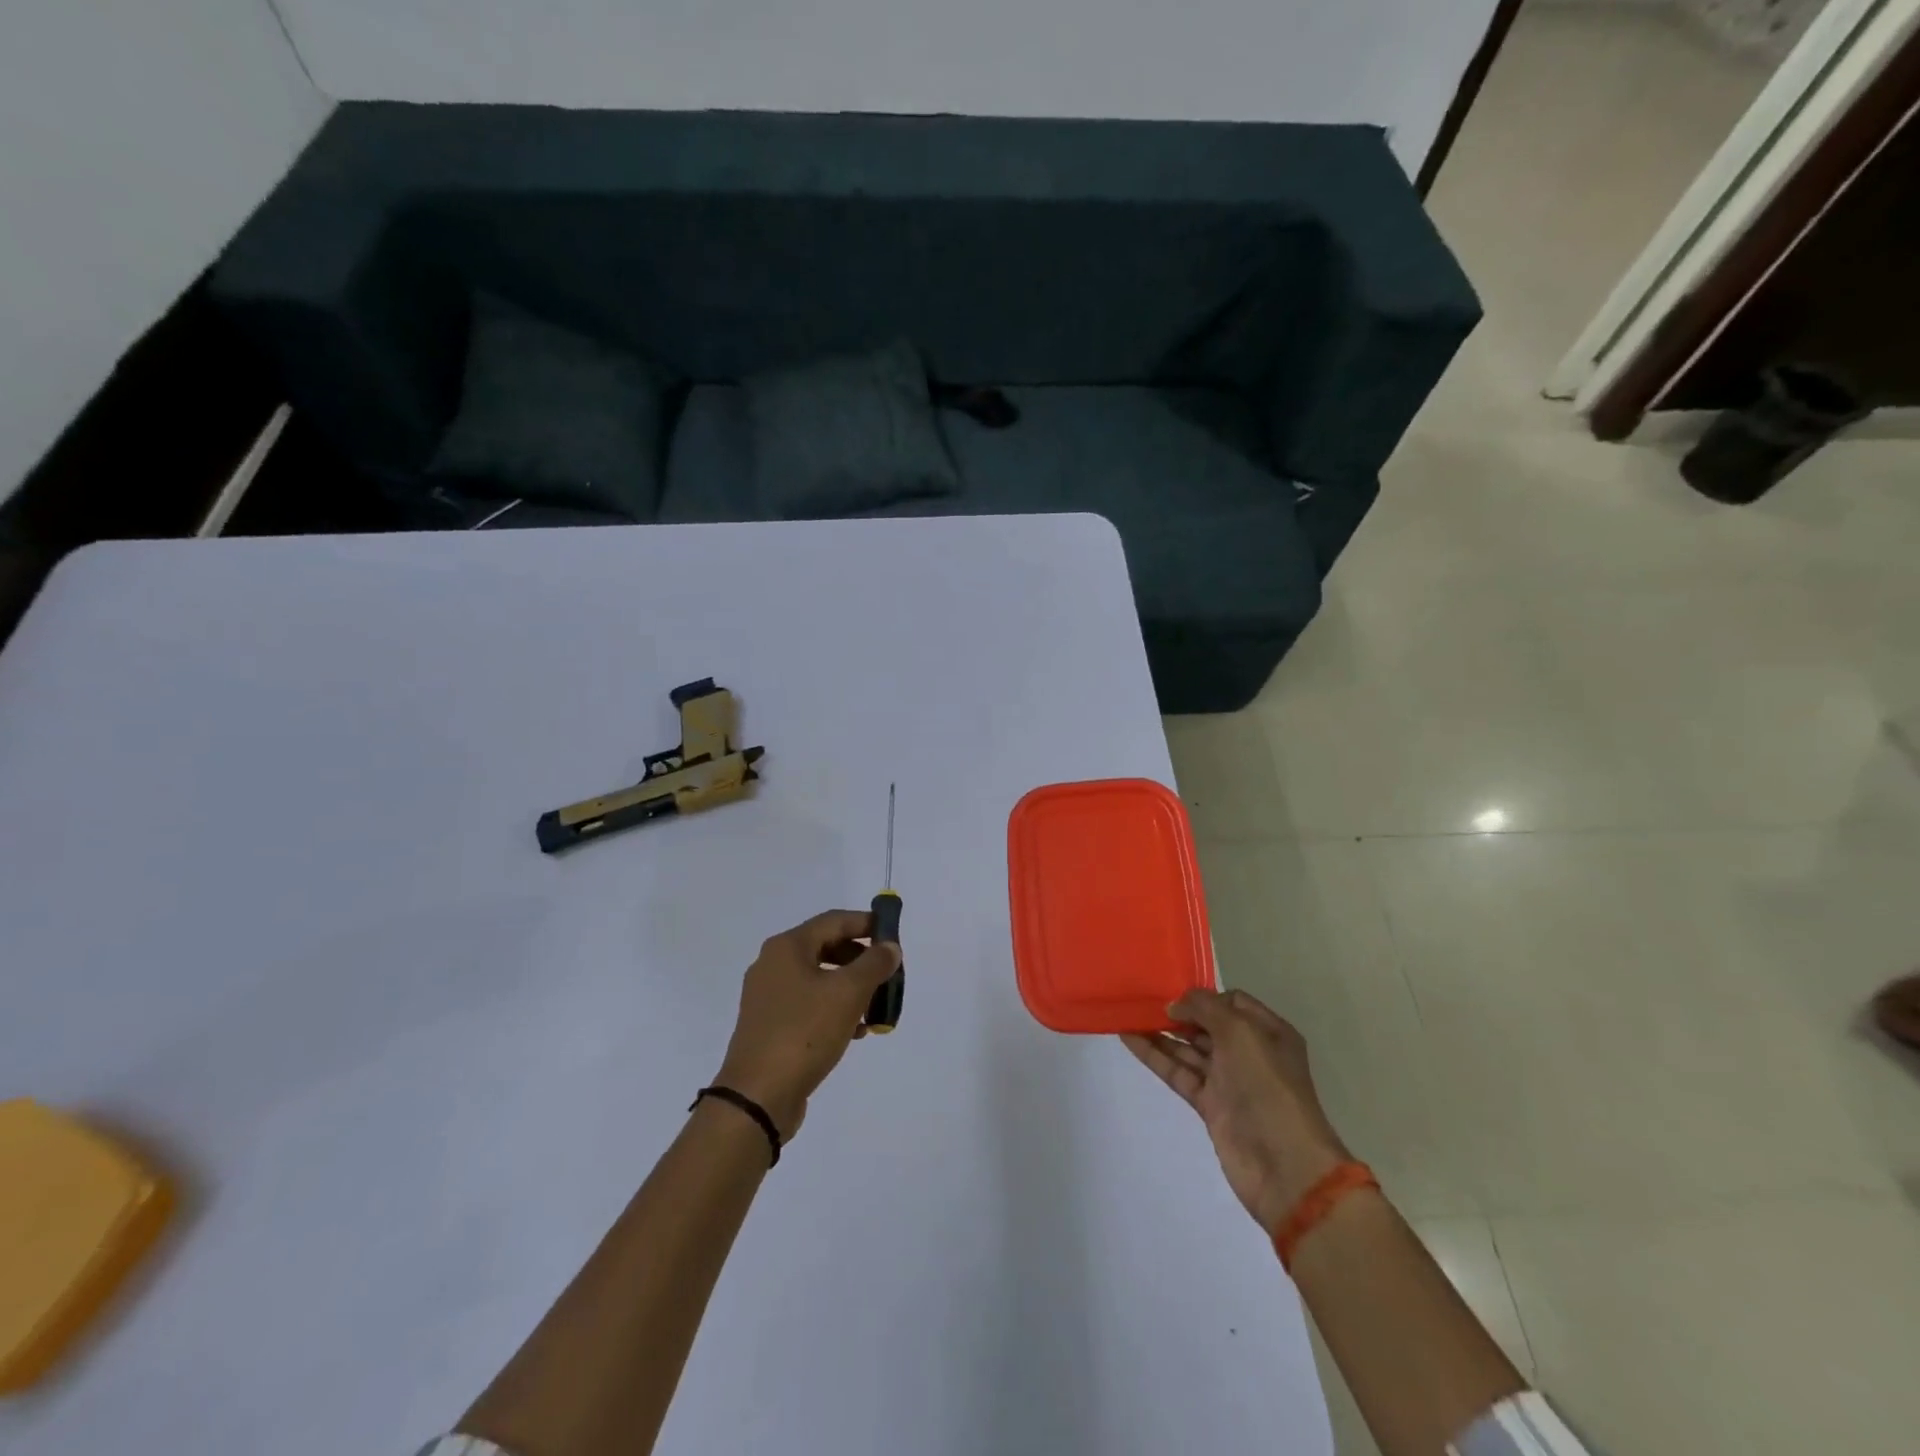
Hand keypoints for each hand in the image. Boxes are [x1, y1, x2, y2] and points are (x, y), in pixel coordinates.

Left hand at [713, 909, 901, 1140]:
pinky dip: (834, 1009)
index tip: (893, 935)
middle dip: (861, 959)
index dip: (866, 923)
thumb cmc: (805, 1033)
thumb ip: (874, 964)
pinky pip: (809, 1005)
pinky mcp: (769, 1026)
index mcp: (787, 947)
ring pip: (819, 979)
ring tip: (875, 1008)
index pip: (834, 920)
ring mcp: (768, 997)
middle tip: (888, 974)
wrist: (757, 1097)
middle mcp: (773, 965)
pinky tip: (854, 1031)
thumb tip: (889, 947)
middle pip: (826, 948)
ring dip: (850, 987)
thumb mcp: (849, 993)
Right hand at [1123, 989, 1351, 1235]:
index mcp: (1267, 1032)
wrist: (1283, 1164)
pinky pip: (1178, 1072)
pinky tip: (1129, 1038)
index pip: (1232, 1002)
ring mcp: (1228, 1080)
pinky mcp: (1210, 1105)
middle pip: (1208, 1024)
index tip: (1173, 992)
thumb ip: (1204, 1008)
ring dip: (1160, 1032)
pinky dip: (1155, 1056)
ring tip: (1127, 1013)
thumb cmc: (1267, 1086)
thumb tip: (1174, 1006)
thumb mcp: (1240, 1032)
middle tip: (1141, 999)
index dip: (1203, 996)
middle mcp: (1249, 1052)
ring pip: (1189, 1049)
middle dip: (1177, 1012)